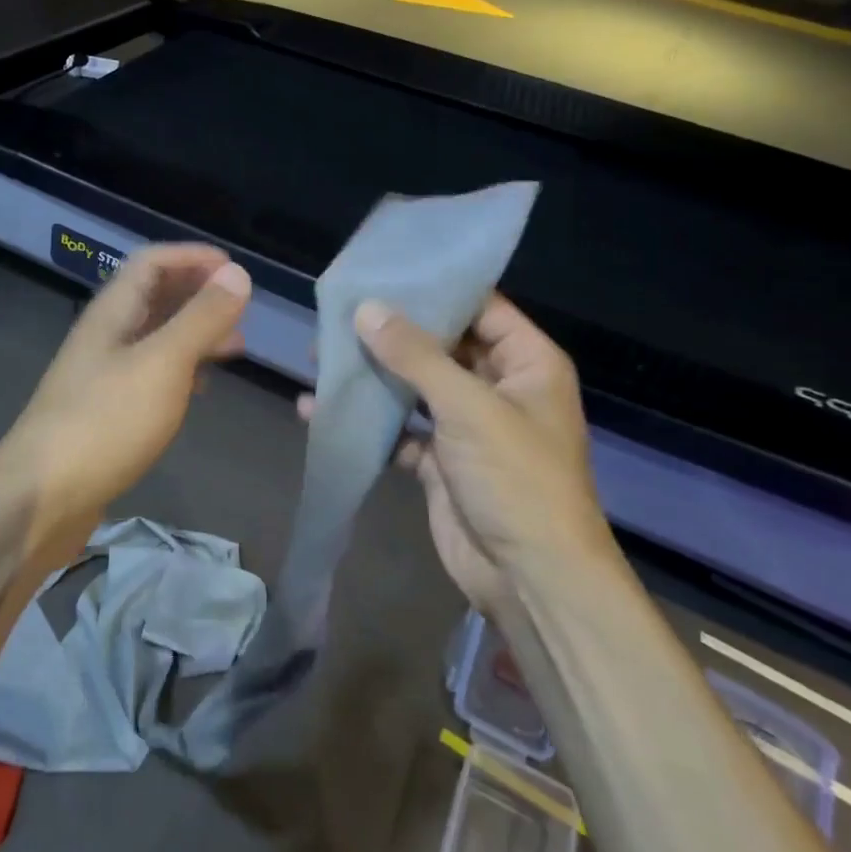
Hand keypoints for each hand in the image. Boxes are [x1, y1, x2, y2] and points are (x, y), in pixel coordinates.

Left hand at [2, 244, 251, 563]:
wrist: (41, 498)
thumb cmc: (105, 422)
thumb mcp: (163, 364)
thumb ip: (201, 319)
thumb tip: (237, 273)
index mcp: (112, 314)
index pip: (151, 262)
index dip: (192, 257)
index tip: (234, 268)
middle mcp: (105, 337)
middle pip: (153, 297)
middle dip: (197, 294)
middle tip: (241, 309)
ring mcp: (102, 377)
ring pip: (154, 338)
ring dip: (193, 333)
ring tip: (234, 347)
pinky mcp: (106, 413)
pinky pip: (150, 376)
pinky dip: (181, 370)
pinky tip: (199, 389)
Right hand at [298, 295, 610, 609]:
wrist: (529, 578)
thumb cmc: (515, 479)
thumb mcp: (468, 407)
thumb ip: (415, 356)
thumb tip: (366, 309)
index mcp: (527, 363)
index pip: (482, 308)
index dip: (437, 291)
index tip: (383, 273)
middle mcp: (499, 387)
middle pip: (441, 346)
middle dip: (392, 334)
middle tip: (338, 314)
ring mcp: (467, 426)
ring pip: (415, 388)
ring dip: (374, 377)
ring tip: (320, 357)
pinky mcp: (440, 461)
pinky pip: (399, 430)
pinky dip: (368, 422)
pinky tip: (321, 410)